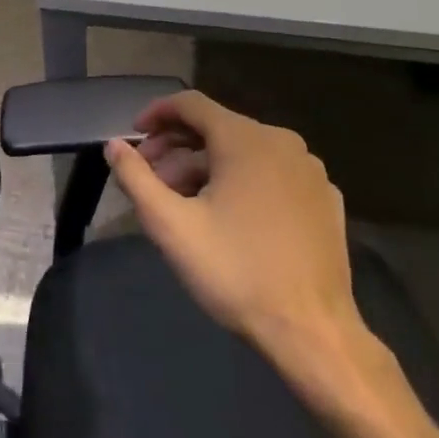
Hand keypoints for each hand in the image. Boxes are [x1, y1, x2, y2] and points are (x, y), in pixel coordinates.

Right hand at [106, 91, 369, 371]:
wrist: (313, 333)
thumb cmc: (236, 272)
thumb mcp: (171, 226)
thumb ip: (136, 178)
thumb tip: (113, 145)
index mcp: (245, 139)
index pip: (191, 104)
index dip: (157, 114)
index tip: (134, 136)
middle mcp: (282, 142)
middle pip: (217, 128)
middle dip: (177, 148)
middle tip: (151, 179)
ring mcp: (310, 171)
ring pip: (246, 152)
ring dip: (207, 167)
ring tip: (184, 202)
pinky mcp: (325, 200)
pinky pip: (273, 174)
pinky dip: (243, 182)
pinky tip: (229, 216)